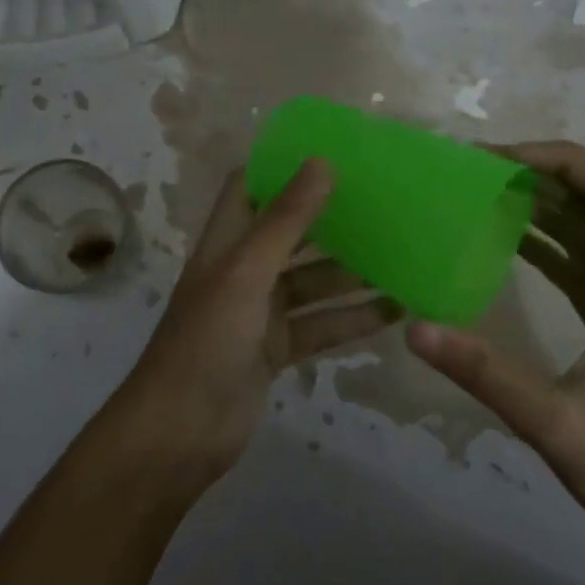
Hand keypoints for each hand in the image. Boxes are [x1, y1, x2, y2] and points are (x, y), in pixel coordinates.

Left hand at [113, 160, 398, 488]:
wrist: (181, 432)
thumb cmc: (208, 339)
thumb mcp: (247, 272)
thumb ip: (286, 220)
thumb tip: (322, 162)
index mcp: (227, 241)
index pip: (251, 186)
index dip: (284, 167)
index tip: (333, 152)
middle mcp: (243, 269)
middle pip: (291, 232)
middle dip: (332, 218)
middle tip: (385, 201)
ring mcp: (261, 311)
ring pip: (314, 281)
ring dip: (352, 271)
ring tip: (404, 253)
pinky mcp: (277, 348)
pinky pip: (322, 323)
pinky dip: (353, 317)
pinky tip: (395, 309)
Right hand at [406, 141, 584, 566]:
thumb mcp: (556, 426)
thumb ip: (485, 374)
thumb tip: (415, 329)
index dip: (561, 159)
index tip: (499, 160)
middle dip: (541, 173)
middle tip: (475, 173)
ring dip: (543, 205)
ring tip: (482, 197)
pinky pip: (583, 264)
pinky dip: (546, 243)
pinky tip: (506, 248)